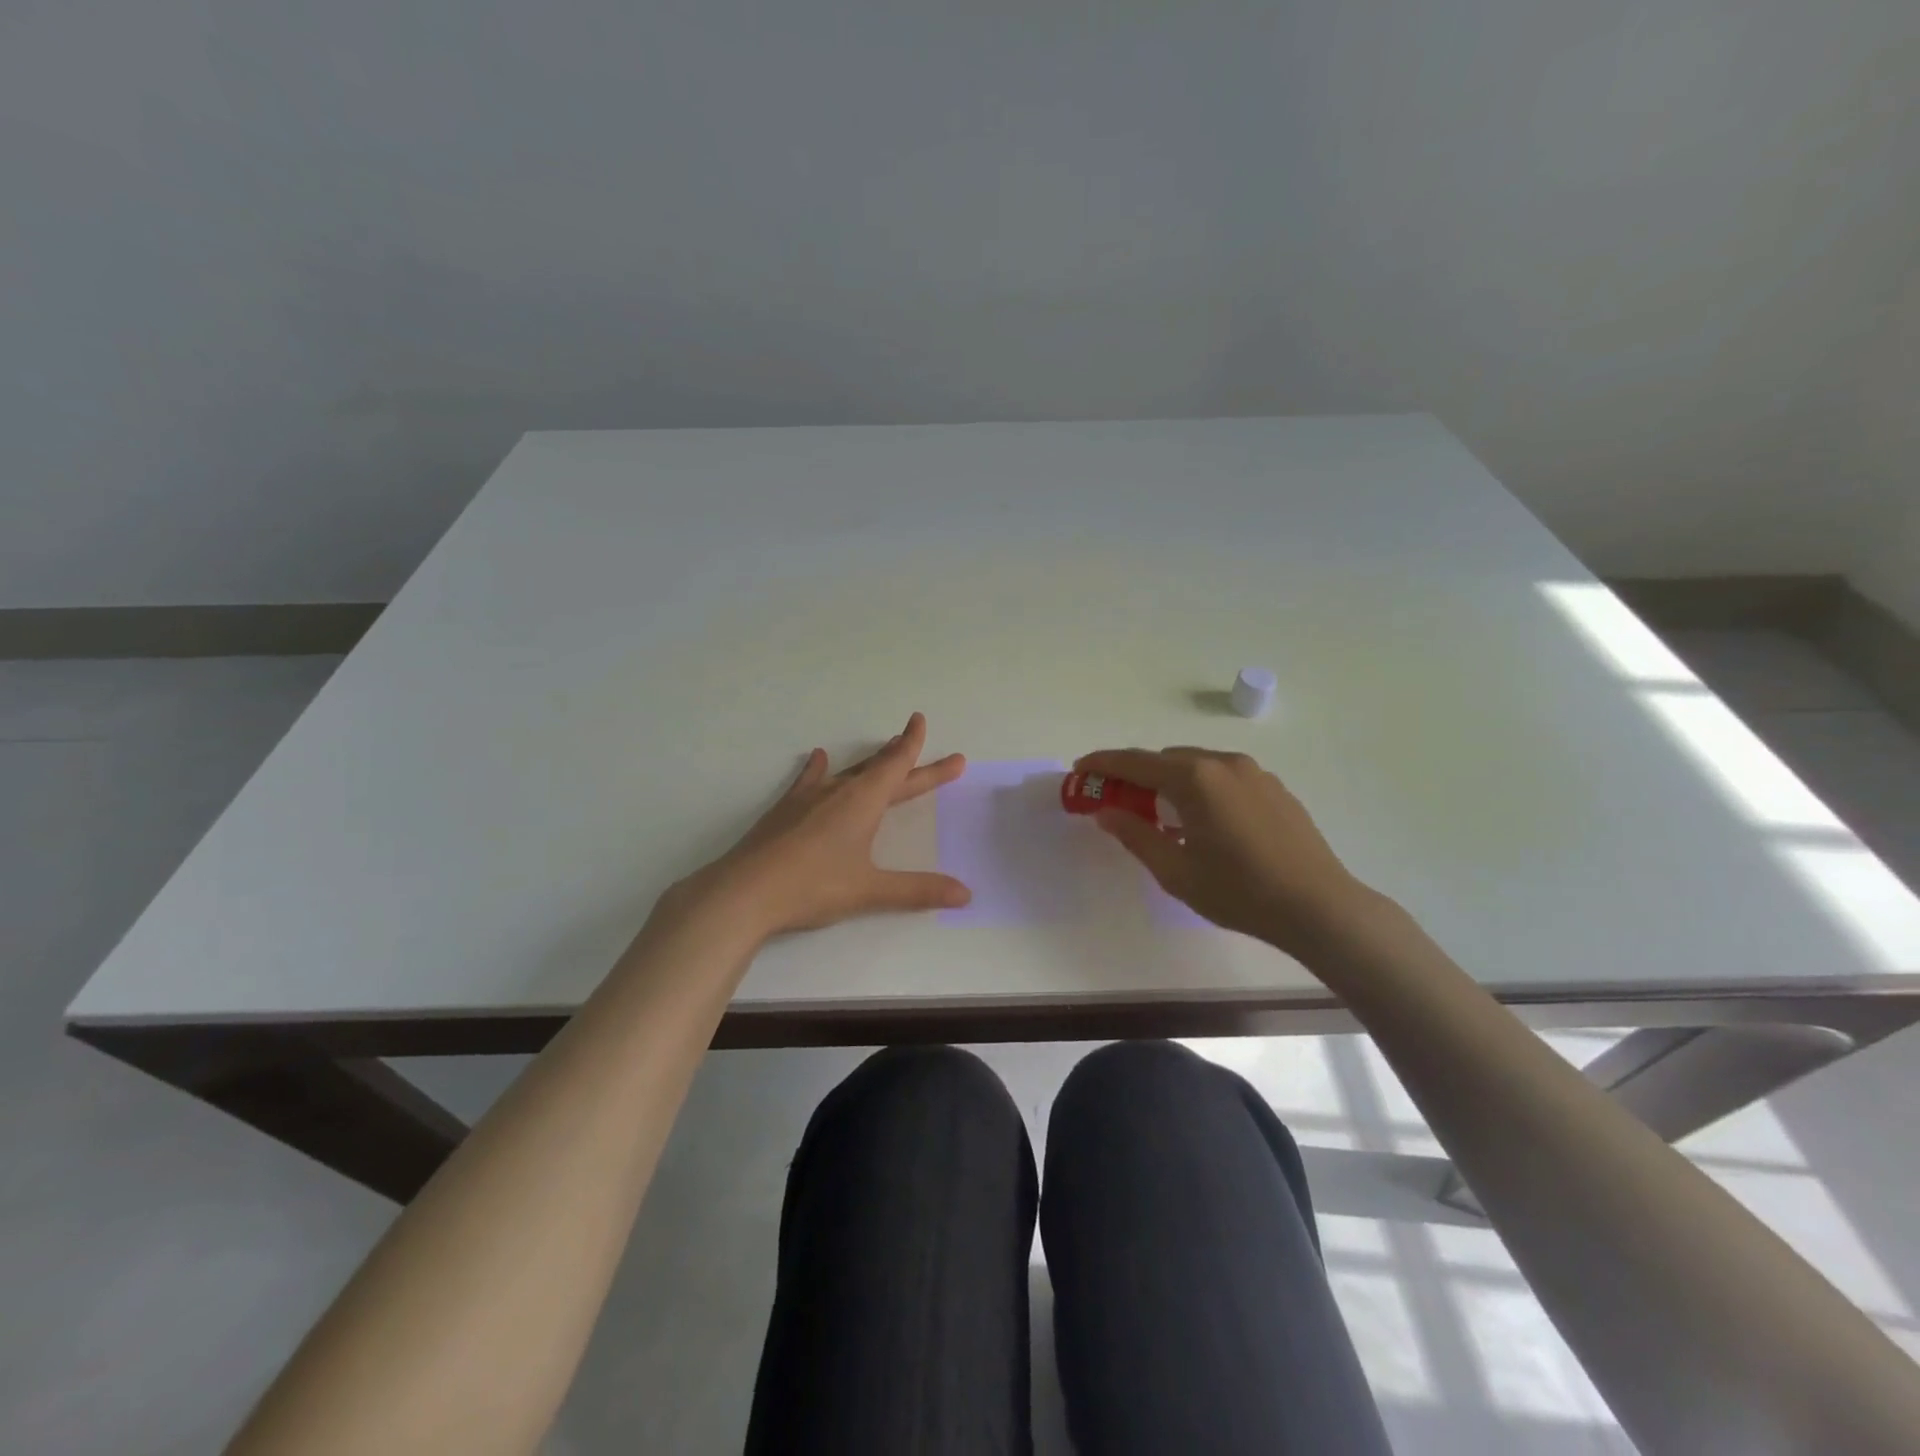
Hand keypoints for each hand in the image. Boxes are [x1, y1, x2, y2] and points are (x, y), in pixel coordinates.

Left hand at [665, 713, 971, 939]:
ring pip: (848, 771)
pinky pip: (809, 780)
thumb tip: (966, 894)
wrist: (744, 892)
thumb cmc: (813, 886)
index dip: (913, 745)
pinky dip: (818, 768)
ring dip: (871, 762)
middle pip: (880, 769)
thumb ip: (918, 891)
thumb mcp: (870, 891)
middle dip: (907, 758)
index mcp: (863, 802)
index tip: (920, 720)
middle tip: (929, 747)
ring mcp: (809, 798)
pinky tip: (817, 758)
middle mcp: (839, 791)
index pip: (897, 766)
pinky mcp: (786, 810)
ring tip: (884, 749)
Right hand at [1073, 746, 1376, 956]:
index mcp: (1194, 779)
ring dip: (1170, 781)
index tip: (1080, 768)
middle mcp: (1223, 764)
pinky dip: (1201, 788)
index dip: (1103, 764)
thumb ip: (1136, 835)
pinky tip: (1203, 822)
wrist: (1318, 906)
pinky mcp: (1274, 788)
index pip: (1135, 762)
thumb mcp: (1175, 871)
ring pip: (1197, 766)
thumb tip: (1107, 813)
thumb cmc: (1239, 891)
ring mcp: (1254, 773)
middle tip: (1119, 802)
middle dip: (1137, 775)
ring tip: (1162, 815)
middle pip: (1166, 760)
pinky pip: (1223, 777)